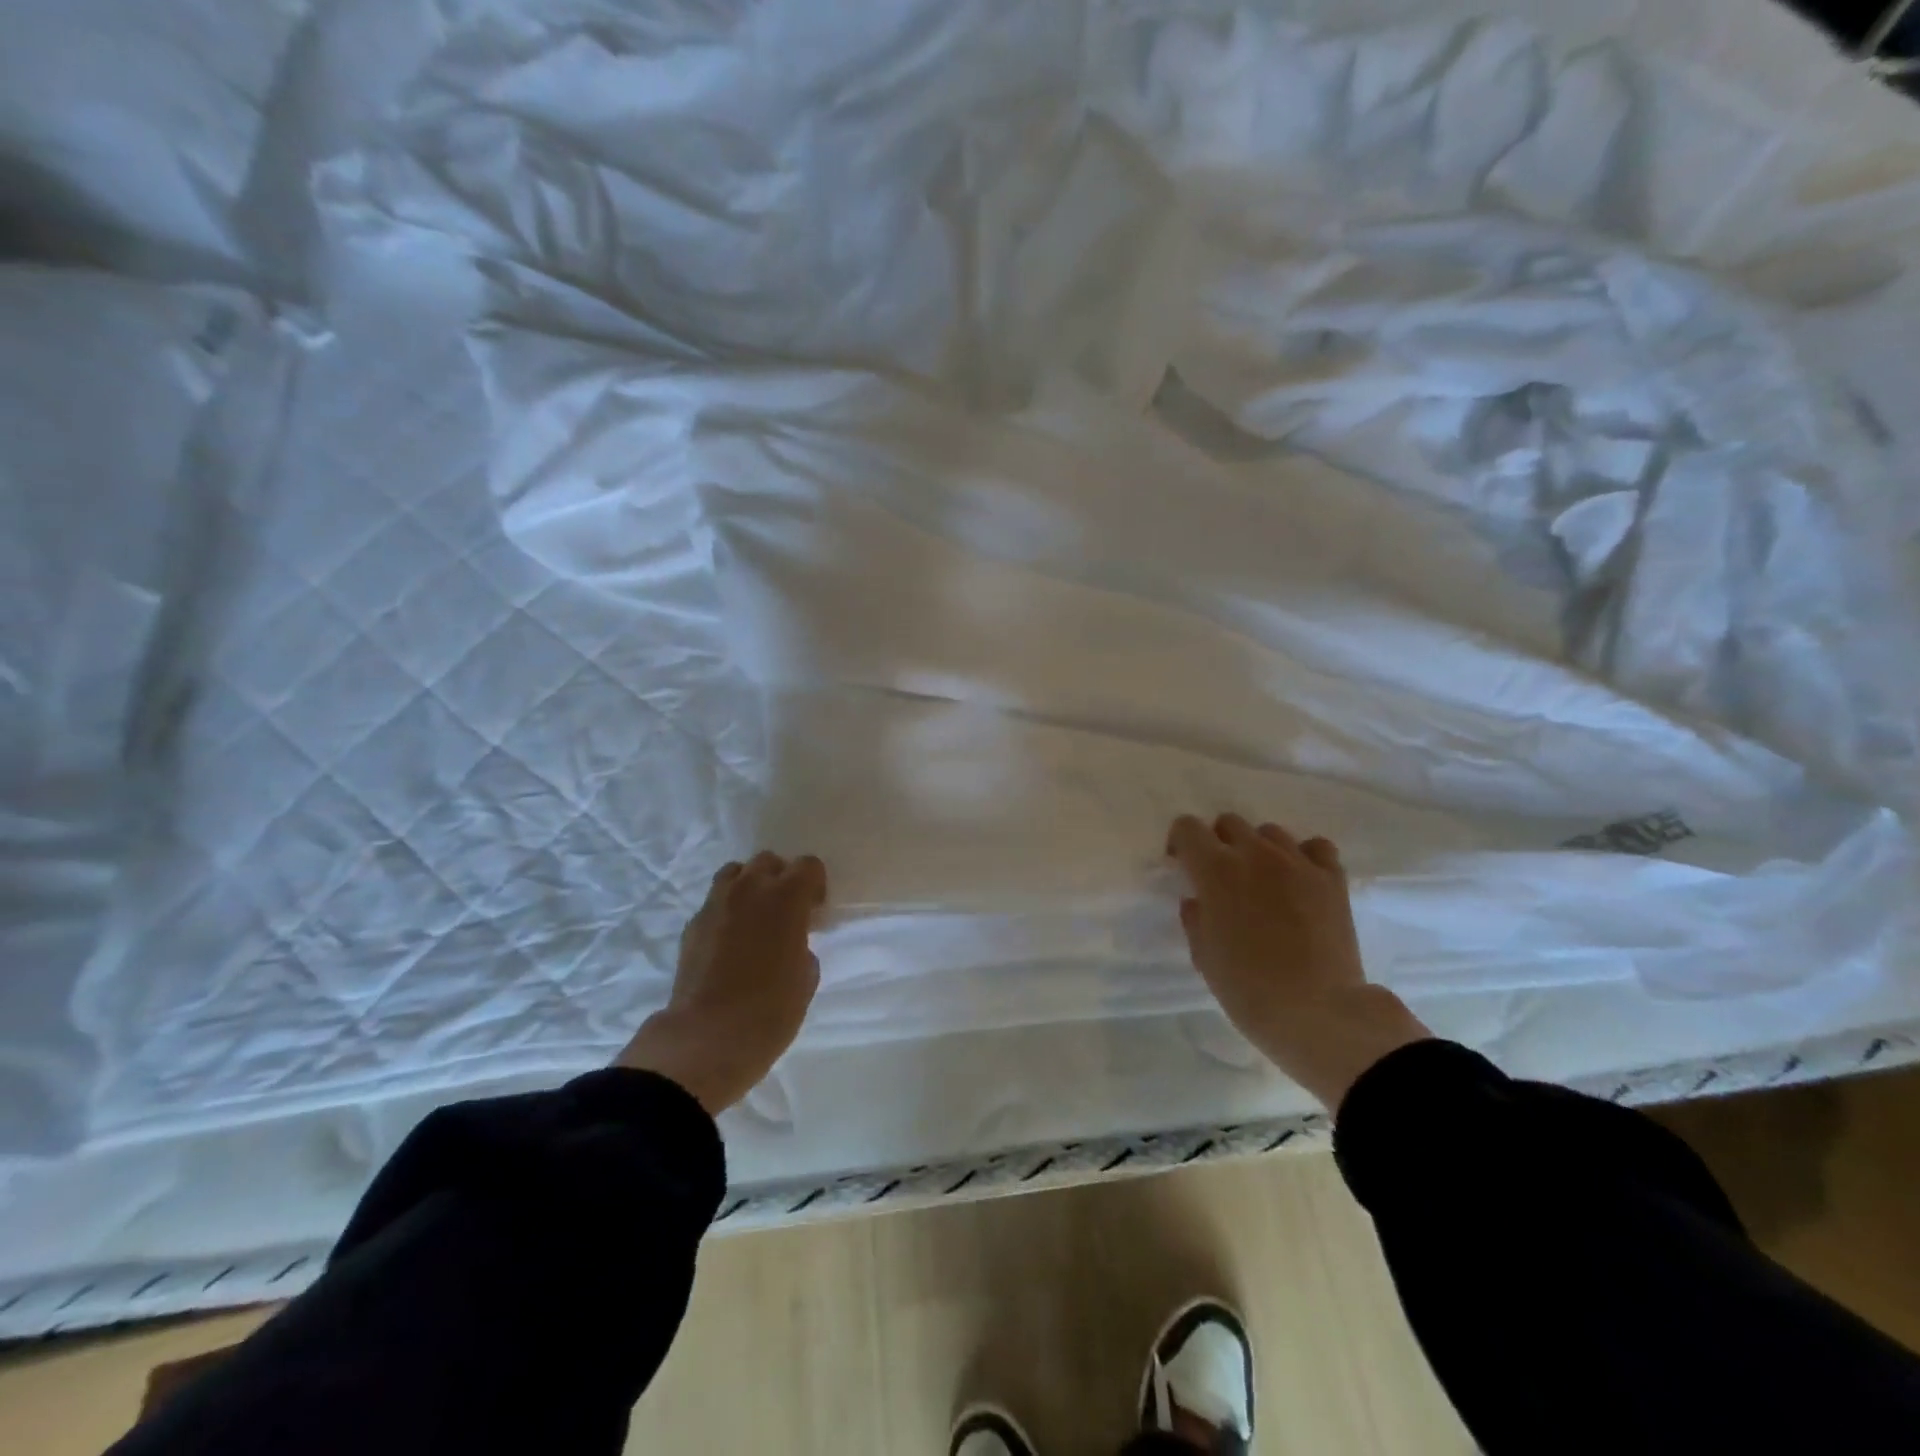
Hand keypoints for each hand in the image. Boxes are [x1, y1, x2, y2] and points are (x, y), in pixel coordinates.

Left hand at [615, 851, 826, 1114]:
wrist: (707, 1037)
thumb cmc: (770, 1010)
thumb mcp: (806, 978)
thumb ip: (802, 947)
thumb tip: (791, 945)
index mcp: (786, 897)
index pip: (808, 865)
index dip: (815, 885)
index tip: (815, 913)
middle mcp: (750, 889)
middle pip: (768, 861)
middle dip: (780, 879)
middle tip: (785, 913)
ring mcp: (716, 904)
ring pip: (735, 873)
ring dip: (749, 887)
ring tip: (754, 919)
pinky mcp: (692, 925)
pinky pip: (715, 903)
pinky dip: (726, 912)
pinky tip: (729, 944)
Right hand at [1168, 813, 1430, 1110]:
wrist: (1319, 1013)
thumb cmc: (1249, 989)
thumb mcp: (1204, 956)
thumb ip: (1196, 918)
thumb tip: (1199, 900)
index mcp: (1216, 870)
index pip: (1187, 828)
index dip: (1180, 843)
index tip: (1182, 866)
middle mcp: (1255, 854)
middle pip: (1229, 823)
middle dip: (1219, 843)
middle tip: (1221, 878)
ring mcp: (1298, 863)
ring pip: (1270, 832)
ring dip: (1259, 849)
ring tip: (1263, 881)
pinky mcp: (1332, 879)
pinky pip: (1315, 847)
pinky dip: (1303, 857)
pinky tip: (1300, 881)